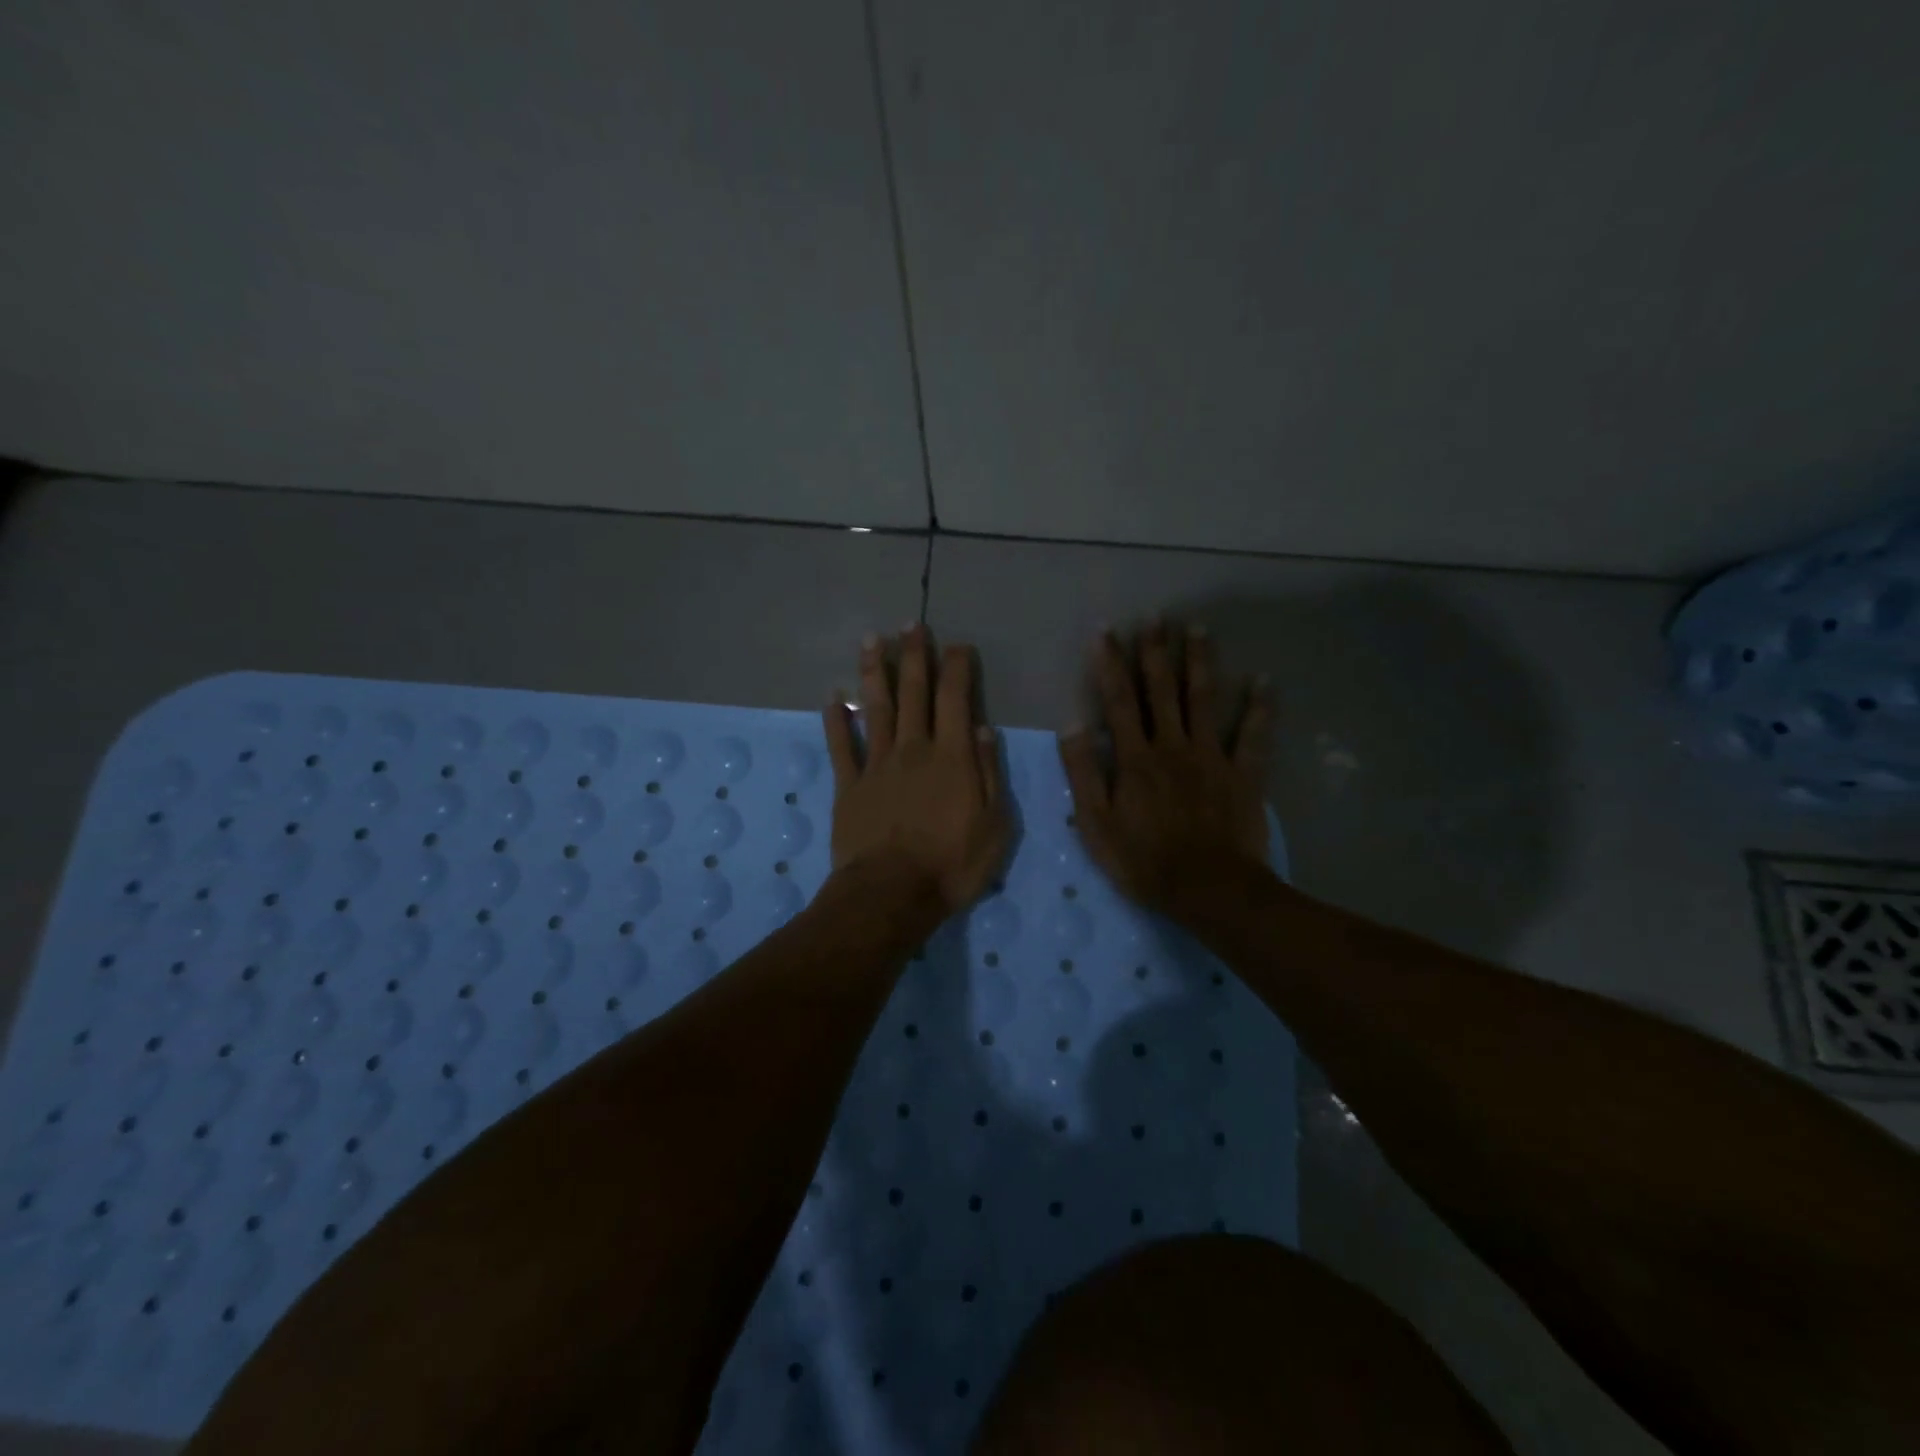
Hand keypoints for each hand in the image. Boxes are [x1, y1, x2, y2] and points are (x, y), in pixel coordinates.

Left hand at [824, 625, 1011, 915]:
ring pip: (874, 708)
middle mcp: (913, 750)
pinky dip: (835, 719)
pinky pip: (841, 746)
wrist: (892, 894)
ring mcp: (877, 765)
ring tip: (871, 640)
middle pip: (913, 694)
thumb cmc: (952, 865)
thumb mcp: (995, 825)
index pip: (955, 699)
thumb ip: (988, 773)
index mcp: (951, 757)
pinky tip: (832, 695)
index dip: (957, 668)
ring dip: (874, 672)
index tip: (958, 645)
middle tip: (912, 625)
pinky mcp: (849, 786)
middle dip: (914, 656)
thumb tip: (981, 729)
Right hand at [1059, 622, 1273, 916]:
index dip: (1111, 665)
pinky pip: (1254, 736)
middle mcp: (1172, 746)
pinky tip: (1265, 681)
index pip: (1119, 702)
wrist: (1208, 890)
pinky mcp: (1244, 774)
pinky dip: (1261, 709)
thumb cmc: (1144, 861)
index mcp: (1135, 759)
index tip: (1107, 632)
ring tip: (1198, 628)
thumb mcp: (1096, 825)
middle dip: (1156, 652)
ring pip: (1204, 701)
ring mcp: (1212, 757)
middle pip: (1162, 691)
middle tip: (1156, 617)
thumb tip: (1072, 726)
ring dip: (1200, 663)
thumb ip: (1083, 774)